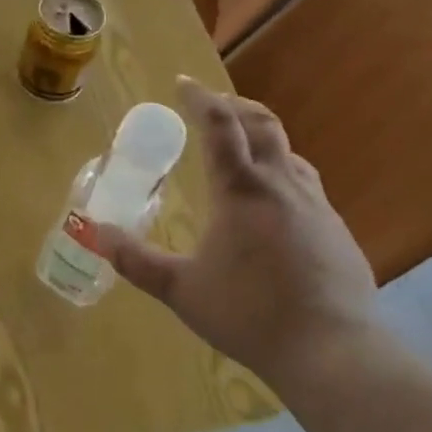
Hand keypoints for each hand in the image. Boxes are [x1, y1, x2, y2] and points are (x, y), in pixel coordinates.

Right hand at [99, 77, 384, 391]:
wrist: (330, 348)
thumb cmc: (248, 313)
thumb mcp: (181, 289)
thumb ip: (136, 260)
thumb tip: (96, 233)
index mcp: (240, 190)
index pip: (219, 126)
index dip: (200, 99)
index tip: (184, 83)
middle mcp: (281, 185)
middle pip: (262, 125)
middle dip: (235, 107)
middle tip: (214, 105)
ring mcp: (316, 204)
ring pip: (289, 152)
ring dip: (263, 138)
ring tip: (243, 148)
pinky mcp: (336, 228)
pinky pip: (306, 184)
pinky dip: (282, 173)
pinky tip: (274, 204)